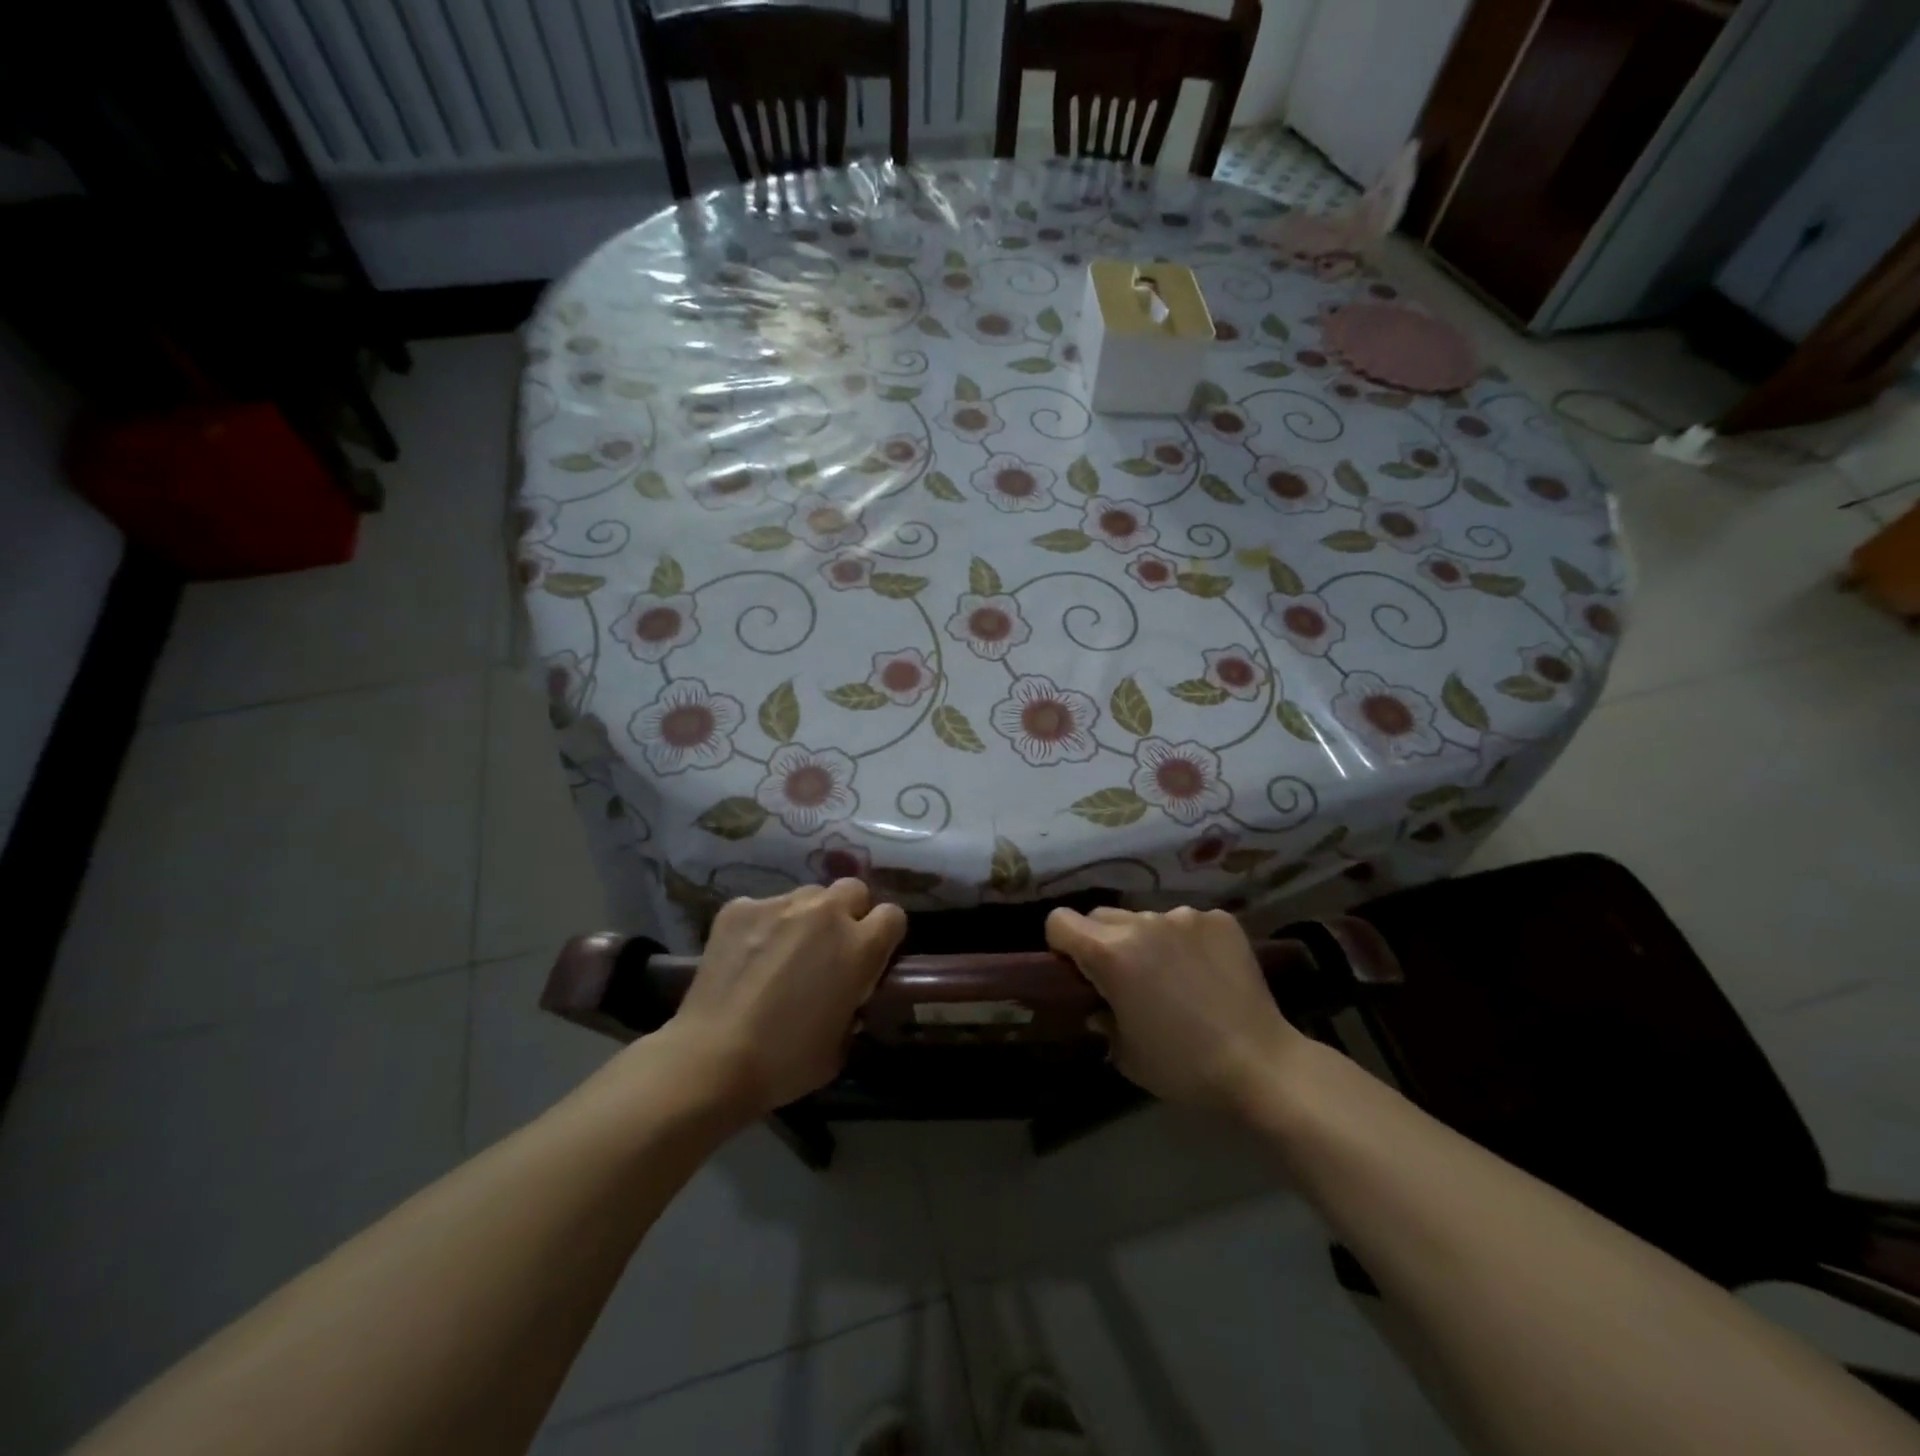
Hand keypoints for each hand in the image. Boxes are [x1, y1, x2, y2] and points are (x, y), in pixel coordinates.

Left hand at [658, 880, 906, 1120]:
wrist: (712, 1060)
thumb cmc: (785, 1062)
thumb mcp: (842, 1044)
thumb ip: (855, 1005)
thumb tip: (849, 995)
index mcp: (859, 946)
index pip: (893, 915)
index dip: (884, 935)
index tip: (872, 955)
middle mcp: (826, 913)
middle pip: (853, 889)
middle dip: (849, 912)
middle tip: (831, 947)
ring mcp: (779, 904)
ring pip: (807, 896)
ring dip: (806, 917)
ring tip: (783, 950)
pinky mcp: (739, 907)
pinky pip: (763, 907)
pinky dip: (762, 925)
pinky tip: (747, 955)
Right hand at [1045, 905, 1305, 1116]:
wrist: (1261, 1065)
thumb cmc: (1183, 1066)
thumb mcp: (1125, 1054)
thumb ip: (1101, 1019)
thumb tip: (1100, 1005)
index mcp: (1110, 953)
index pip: (1059, 921)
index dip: (1061, 945)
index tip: (1077, 971)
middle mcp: (1143, 923)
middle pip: (1100, 916)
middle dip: (1101, 941)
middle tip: (1124, 979)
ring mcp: (1185, 916)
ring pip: (1146, 919)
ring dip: (1147, 941)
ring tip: (1174, 978)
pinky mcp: (1220, 920)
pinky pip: (1187, 922)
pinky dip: (1187, 941)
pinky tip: (1207, 973)